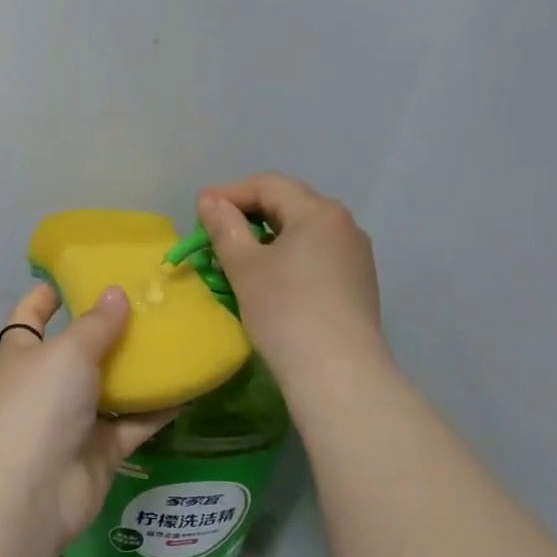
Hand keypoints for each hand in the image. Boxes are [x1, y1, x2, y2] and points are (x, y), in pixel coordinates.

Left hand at [0, 284, 175, 544]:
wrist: (34, 491)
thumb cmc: (40, 405)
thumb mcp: (68, 352)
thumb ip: (96, 324)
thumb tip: (117, 293)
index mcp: (23, 353)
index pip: (31, 315)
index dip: (49, 295)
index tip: (79, 274)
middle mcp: (47, 384)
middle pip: (79, 350)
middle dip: (110, 329)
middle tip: (151, 304)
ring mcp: (74, 419)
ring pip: (111, 387)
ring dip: (139, 369)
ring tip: (177, 338)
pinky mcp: (101, 449)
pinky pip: (134, 423)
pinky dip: (158, 409)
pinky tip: (189, 386)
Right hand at [197, 173, 388, 387]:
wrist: (338, 372)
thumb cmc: (285, 310)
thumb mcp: (245, 266)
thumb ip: (224, 227)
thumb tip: (209, 200)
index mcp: (318, 212)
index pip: (268, 185)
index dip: (229, 193)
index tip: (199, 211)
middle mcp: (344, 225)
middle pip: (288, 205)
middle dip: (248, 216)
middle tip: (215, 234)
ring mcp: (355, 256)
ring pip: (302, 233)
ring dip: (267, 239)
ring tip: (238, 261)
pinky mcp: (358, 284)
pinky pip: (316, 257)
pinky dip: (287, 259)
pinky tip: (271, 283)